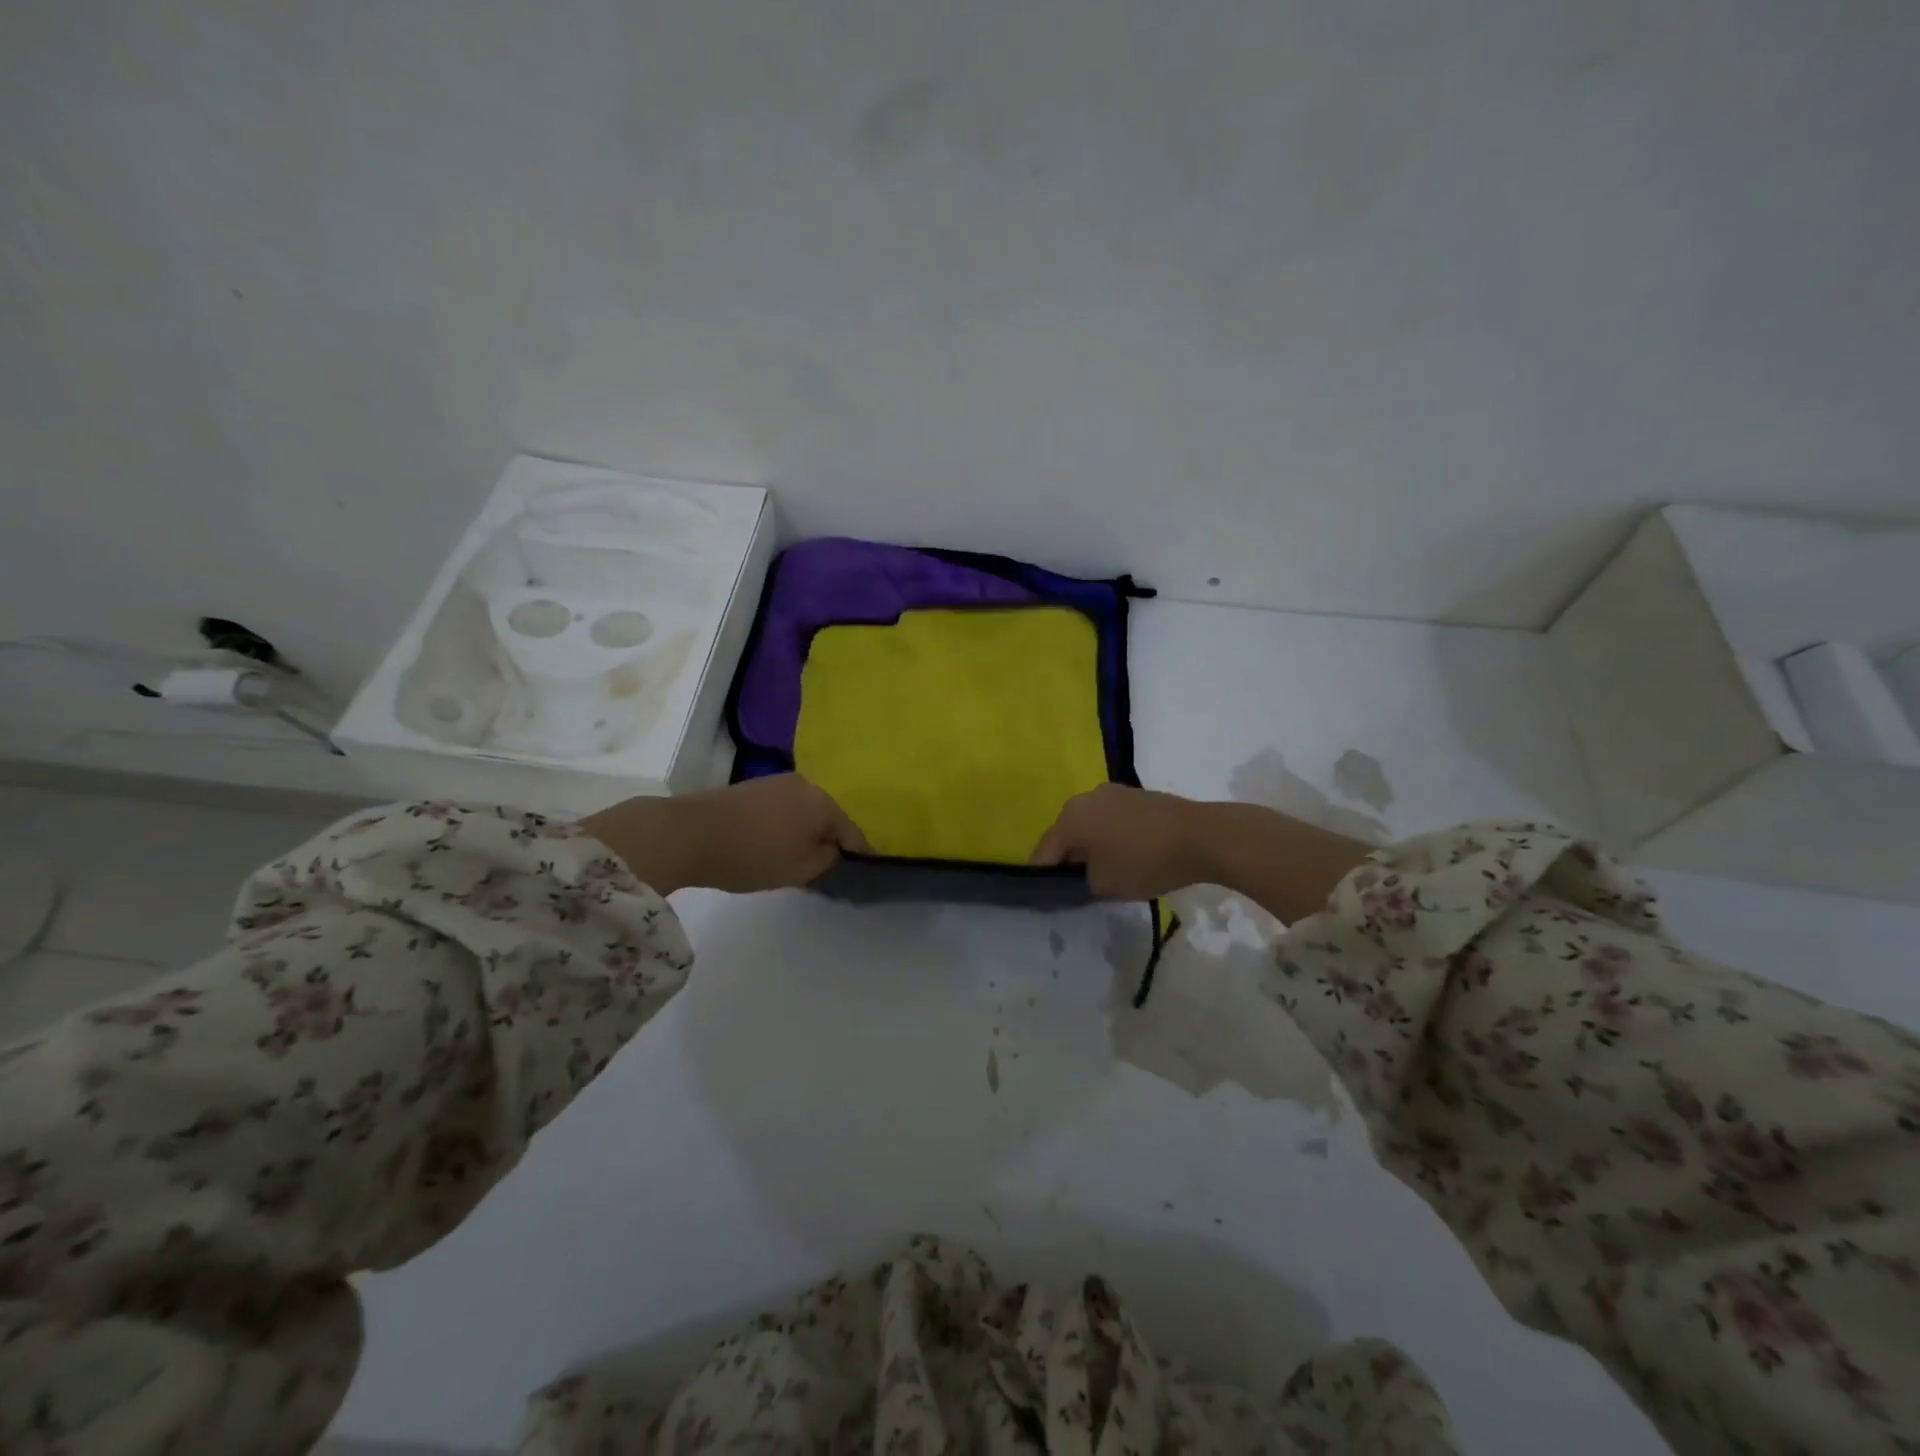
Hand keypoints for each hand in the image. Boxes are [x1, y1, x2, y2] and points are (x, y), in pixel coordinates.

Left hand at [582, 775, 868, 894]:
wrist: (689, 833)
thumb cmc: (754, 854)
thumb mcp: (801, 869)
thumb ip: (828, 859)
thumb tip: (833, 849)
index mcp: (824, 801)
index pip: (853, 833)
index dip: (858, 857)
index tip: (856, 876)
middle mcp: (806, 784)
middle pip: (828, 818)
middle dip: (829, 841)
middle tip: (823, 869)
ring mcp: (777, 782)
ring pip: (804, 812)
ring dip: (805, 832)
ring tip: (796, 858)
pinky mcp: (752, 788)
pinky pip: (782, 810)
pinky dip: (784, 827)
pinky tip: (772, 844)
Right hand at [1029, 784, 1209, 898]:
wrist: (1201, 836)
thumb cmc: (1144, 861)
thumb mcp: (1105, 884)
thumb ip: (1082, 880)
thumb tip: (1083, 873)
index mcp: (1069, 818)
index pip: (1044, 852)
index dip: (1043, 876)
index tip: (1049, 897)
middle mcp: (1084, 798)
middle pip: (1066, 834)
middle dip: (1068, 858)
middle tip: (1076, 885)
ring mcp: (1112, 792)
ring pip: (1090, 824)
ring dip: (1091, 845)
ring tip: (1104, 870)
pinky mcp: (1136, 794)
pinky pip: (1111, 819)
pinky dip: (1111, 836)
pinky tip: (1126, 854)